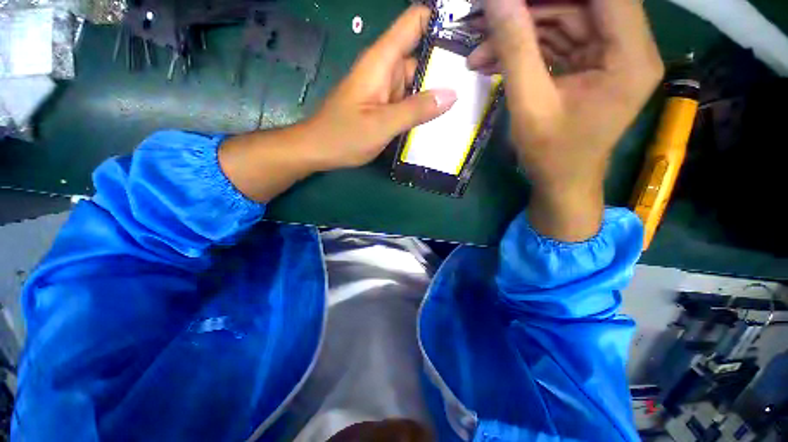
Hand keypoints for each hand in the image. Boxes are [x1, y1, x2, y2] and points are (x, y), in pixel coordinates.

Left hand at [305, 5, 456, 169]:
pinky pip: (409, 101)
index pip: (414, 22)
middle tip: (476, 81)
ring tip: (466, 101)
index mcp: (382, 62)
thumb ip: (415, 110)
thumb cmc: (344, 135)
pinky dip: (424, 107)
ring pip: (418, 81)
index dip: (441, 21)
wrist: (319, 149)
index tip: (469, 33)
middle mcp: (386, 70)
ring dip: (437, 90)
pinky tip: (440, 118)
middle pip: (422, 55)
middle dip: (447, 65)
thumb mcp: (381, 124)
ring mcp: (386, 90)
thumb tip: (452, 94)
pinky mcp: (385, 106)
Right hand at [468, 0, 663, 240]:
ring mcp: (608, 57)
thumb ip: (515, 48)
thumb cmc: (550, 153)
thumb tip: (495, 1)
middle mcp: (627, 48)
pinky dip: (525, 51)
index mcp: (629, 56)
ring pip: (562, 23)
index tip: (510, 0)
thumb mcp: (529, 103)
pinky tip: (493, 62)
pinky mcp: (590, 67)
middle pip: (578, 6)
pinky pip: (557, 44)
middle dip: (526, 12)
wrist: (561, 182)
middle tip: (483, 23)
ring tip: (478, 53)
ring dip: (518, 35)